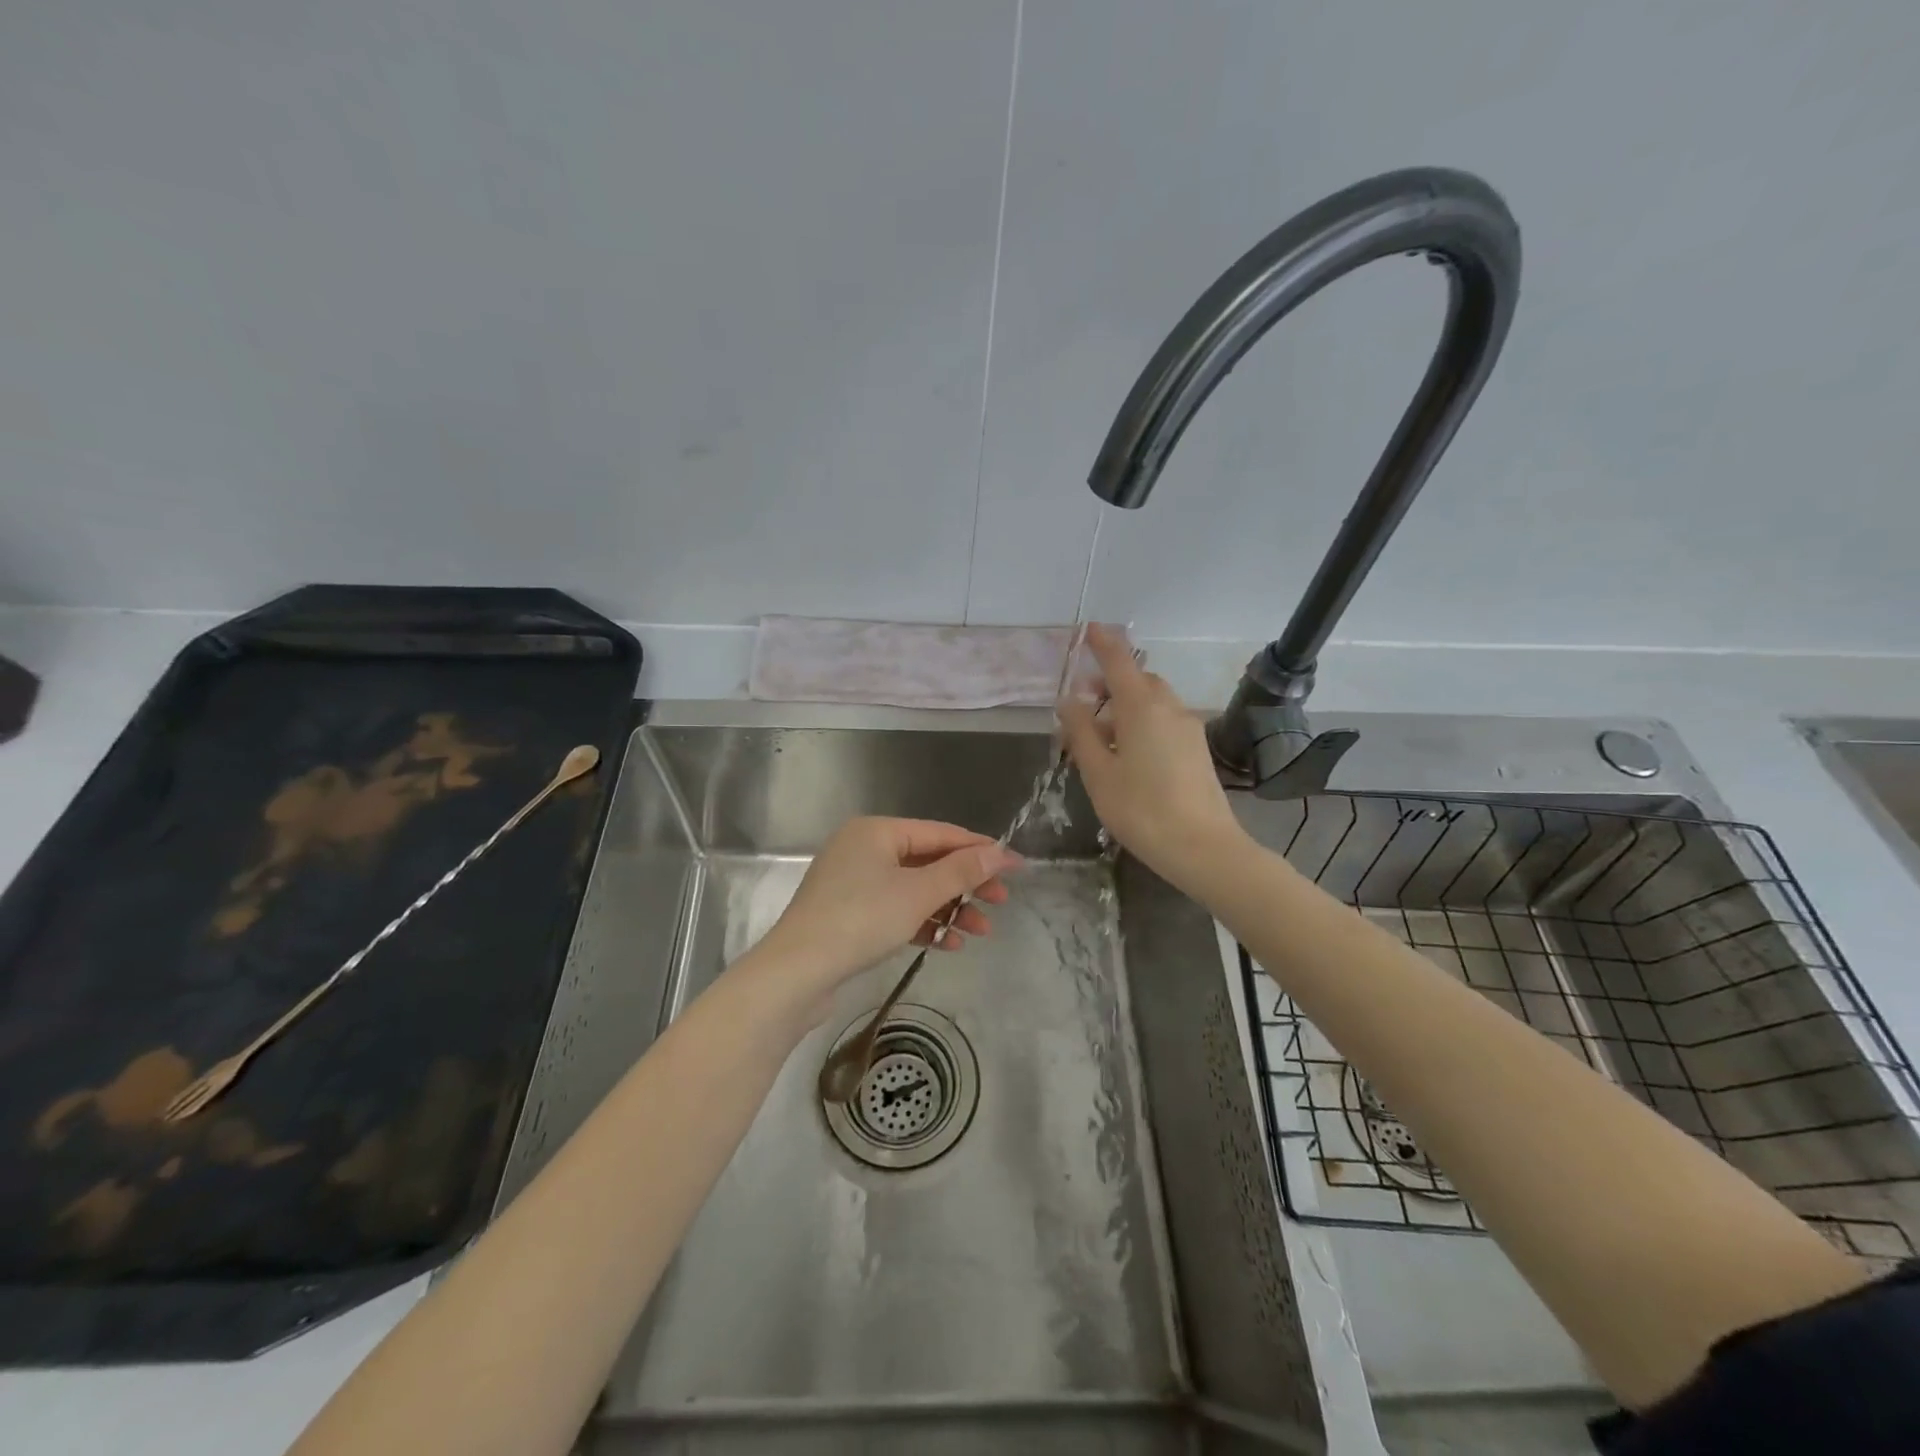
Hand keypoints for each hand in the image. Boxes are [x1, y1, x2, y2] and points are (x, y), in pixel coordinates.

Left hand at [754, 817, 1019, 1000]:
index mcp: (877, 831)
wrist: (797, 973)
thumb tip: (999, 853)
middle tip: (1001, 902)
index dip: (980, 849)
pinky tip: (948, 944)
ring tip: (981, 932)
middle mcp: (864, 848)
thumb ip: (961, 871)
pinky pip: (896, 909)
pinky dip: (923, 922)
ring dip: (949, 908)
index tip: (1014, 866)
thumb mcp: (918, 893)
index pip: (940, 833)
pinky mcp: (849, 914)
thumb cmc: (861, 920)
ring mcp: (854, 882)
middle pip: (928, 860)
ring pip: (914, 888)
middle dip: (966, 883)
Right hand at [1058, 624, 1249, 892]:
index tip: (1088, 628)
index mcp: (1141, 707)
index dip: (1102, 642)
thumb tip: (1068, 700)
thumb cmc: (1141, 809)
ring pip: (1152, 701)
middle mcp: (1168, 707)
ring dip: (1125, 705)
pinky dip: (1141, 722)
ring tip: (1099, 737)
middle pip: (1137, 680)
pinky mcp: (1197, 748)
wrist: (1203, 847)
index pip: (1119, 660)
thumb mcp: (1098, 773)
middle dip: (1109, 682)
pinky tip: (1127, 754)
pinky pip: (1164, 720)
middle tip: (1082, 704)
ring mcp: (1187, 727)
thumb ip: (1080, 732)